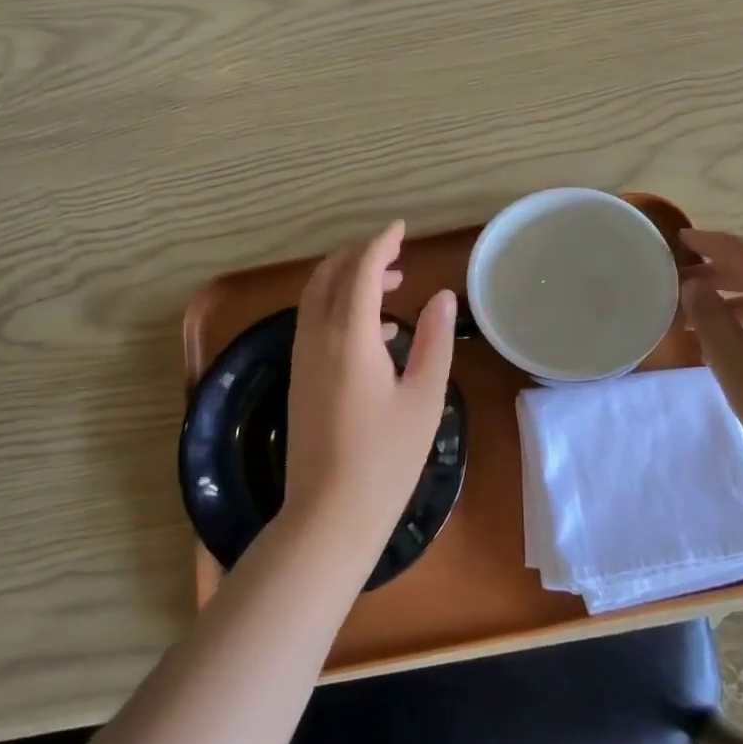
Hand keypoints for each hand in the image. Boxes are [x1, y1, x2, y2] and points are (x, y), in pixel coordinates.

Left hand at [283, 221, 456, 552]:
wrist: (329, 514)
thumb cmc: (386, 459)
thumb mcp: (424, 398)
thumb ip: (434, 341)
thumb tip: (443, 297)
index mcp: (350, 336)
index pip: (361, 270)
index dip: (381, 243)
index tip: (402, 229)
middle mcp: (317, 337)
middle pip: (331, 275)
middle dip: (361, 256)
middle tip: (397, 257)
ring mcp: (302, 358)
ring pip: (317, 297)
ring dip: (348, 280)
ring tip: (391, 286)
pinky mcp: (299, 378)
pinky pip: (314, 322)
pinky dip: (339, 307)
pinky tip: (376, 332)